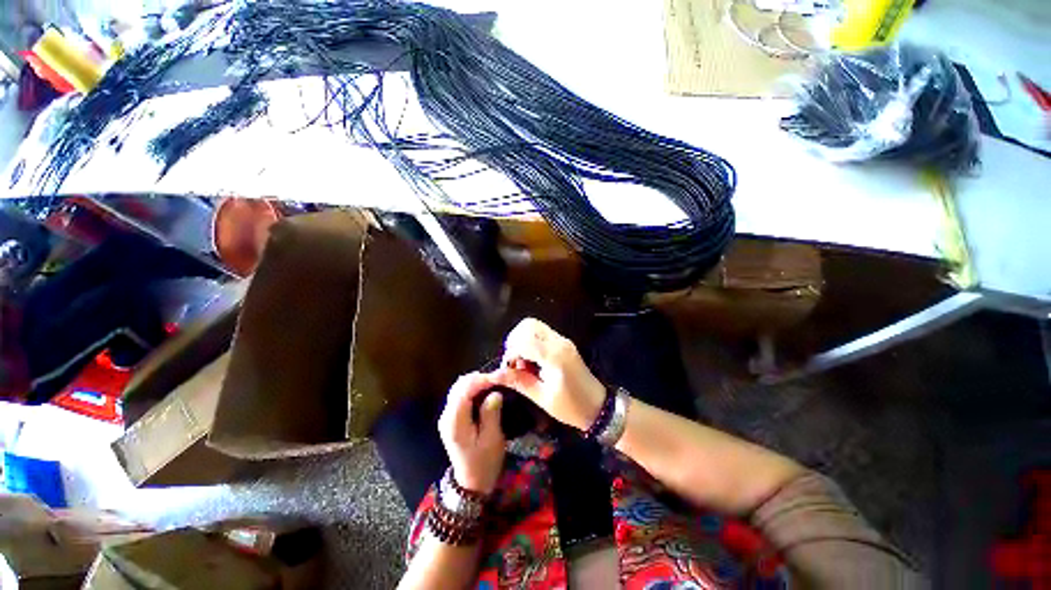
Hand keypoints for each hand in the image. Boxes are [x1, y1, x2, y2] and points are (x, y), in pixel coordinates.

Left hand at [438, 372, 506, 494]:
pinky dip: (473, 389)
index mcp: (455, 422)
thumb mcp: (492, 440)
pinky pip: (460, 395)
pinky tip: (485, 391)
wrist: (471, 483)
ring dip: (475, 382)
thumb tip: (494, 393)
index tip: (499, 377)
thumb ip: (491, 414)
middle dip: (478, 378)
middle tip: (498, 379)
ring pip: (458, 388)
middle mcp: (447, 416)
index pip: (464, 390)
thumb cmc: (484, 463)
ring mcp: (447, 416)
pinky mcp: (452, 418)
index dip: (481, 380)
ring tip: (493, 383)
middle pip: (459, 386)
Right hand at [494, 318, 604, 431]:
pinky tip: (531, 360)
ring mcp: (562, 340)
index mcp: (555, 356)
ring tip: (522, 361)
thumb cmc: (571, 407)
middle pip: (528, 324)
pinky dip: (530, 341)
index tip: (508, 369)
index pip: (524, 340)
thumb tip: (494, 374)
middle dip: (515, 340)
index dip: (510, 352)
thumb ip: (518, 382)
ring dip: (522, 339)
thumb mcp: (542, 398)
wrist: (598, 406)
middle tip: (514, 361)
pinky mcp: (563, 342)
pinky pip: (541, 332)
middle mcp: (559, 342)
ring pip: (534, 325)